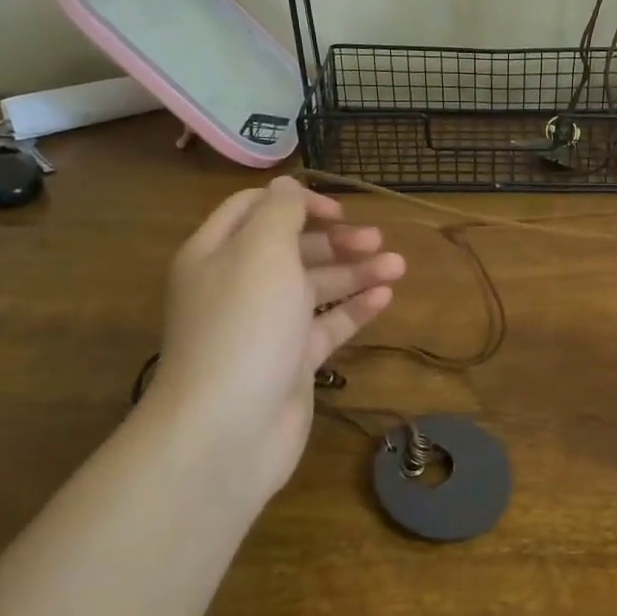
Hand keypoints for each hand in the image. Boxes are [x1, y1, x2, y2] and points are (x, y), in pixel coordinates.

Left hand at [143, 176, 404, 500]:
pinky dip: (354, 309)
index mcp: (218, 253)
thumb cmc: (245, 326)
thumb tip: (287, 185)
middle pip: (291, 249)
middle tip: (377, 241)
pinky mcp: (290, 362)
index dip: (297, 203)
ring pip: (315, 288)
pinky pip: (326, 326)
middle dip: (335, 240)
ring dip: (355, 272)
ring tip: (398, 267)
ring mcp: (265, 327)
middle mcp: (239, 286)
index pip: (255, 209)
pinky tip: (385, 298)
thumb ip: (279, 212)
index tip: (338, 211)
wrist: (228, 429)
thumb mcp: (262, 251)